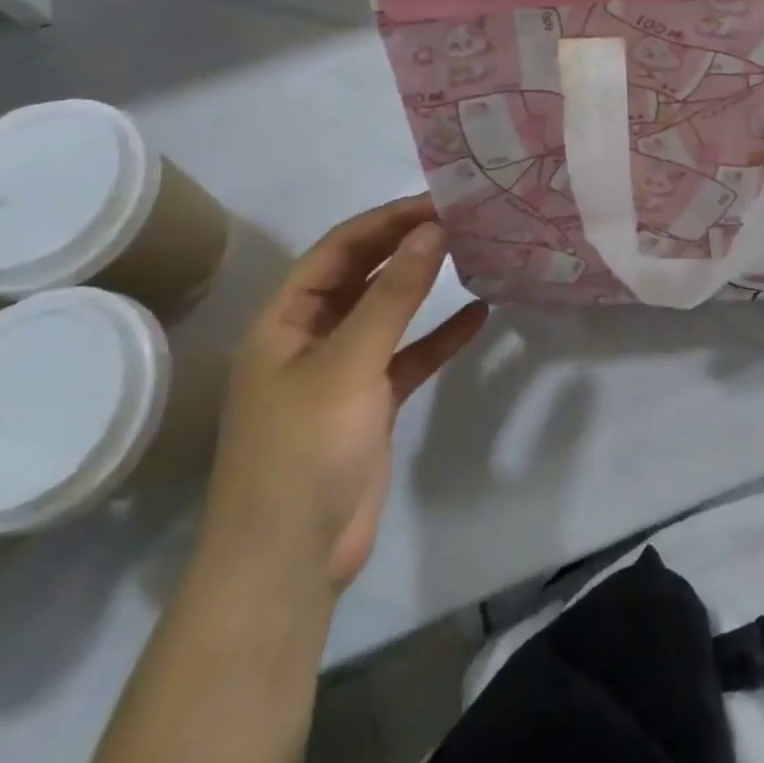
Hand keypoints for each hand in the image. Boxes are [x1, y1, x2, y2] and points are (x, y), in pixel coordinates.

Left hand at [199, 196, 486, 591]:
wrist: (290, 560)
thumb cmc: (304, 449)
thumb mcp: (349, 362)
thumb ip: (393, 295)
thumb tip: (431, 230)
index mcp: (285, 319)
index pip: (338, 249)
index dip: (386, 221)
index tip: (438, 202)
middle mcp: (310, 336)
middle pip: (361, 274)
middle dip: (405, 245)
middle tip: (460, 220)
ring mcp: (342, 370)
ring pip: (387, 312)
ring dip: (423, 285)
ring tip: (470, 253)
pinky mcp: (370, 402)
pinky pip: (408, 355)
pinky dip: (439, 336)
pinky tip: (477, 315)